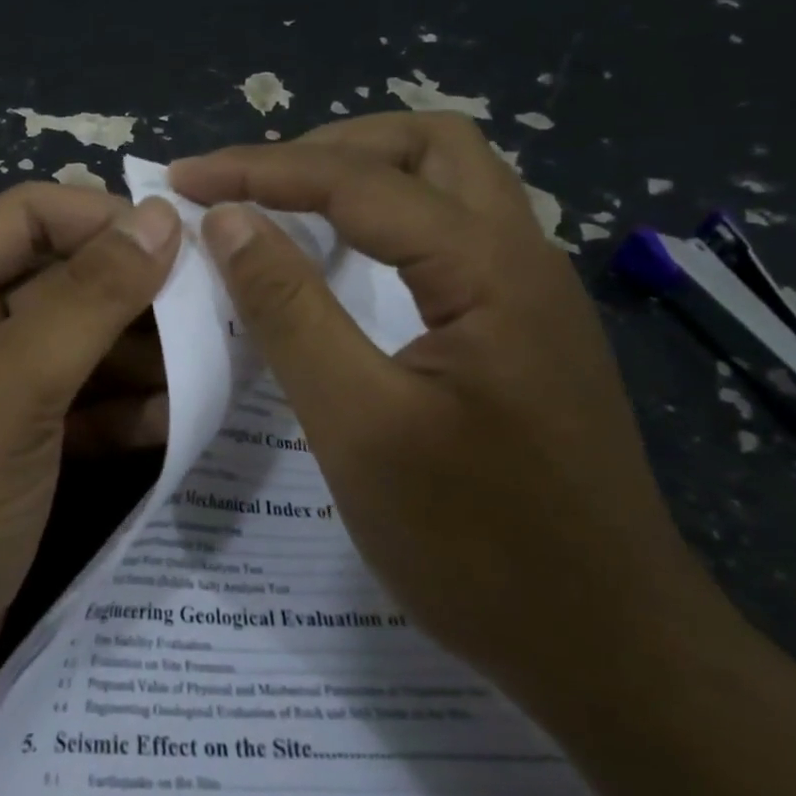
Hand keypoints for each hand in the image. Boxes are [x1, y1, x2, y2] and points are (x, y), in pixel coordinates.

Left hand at [0, 182, 180, 716]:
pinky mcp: (20, 441)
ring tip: (215, 362)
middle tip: (217, 308)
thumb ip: (90, 298)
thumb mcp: (12, 388)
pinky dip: (127, 407)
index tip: (186, 243)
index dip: (105, 220)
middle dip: (136, 295)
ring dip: (143, 354)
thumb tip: (161, 218)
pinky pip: (83, 401)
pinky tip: (180, 419)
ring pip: (82, 343)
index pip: (29, 215)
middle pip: (63, 279)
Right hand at [169, 113, 707, 695]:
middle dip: (329, 148)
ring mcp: (532, 294)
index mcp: (490, 269)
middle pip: (429, 144)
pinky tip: (346, 265)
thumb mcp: (359, 426)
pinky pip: (453, 235)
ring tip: (287, 208)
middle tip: (253, 187)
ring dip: (364, 177)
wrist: (611, 650)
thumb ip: (290, 311)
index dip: (261, 169)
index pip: (360, 179)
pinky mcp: (525, 330)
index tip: (185, 179)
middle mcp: (524, 258)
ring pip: (451, 184)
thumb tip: (228, 221)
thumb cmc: (477, 545)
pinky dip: (388, 222)